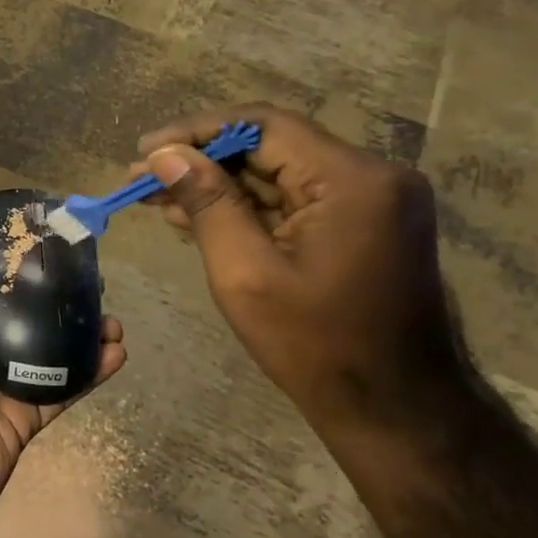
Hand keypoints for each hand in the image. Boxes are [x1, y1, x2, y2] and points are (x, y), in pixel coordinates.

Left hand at [0, 245, 125, 537]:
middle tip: (94, 283)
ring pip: (49, 350)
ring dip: (81, 334)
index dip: (15, 267)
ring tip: (113, 320)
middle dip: (56, 299)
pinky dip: (89, 373)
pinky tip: (117, 354)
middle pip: (22, 316)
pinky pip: (61, 389)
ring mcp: (1, 385)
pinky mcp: (23, 418)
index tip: (51, 246)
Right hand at [135, 105, 465, 433]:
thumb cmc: (316, 346)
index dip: (197, 132)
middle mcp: (372, 176)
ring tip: (156, 197)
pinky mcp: (364, 225)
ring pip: (279, 173)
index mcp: (352, 180)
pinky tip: (196, 215)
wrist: (395, 411)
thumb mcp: (246, 273)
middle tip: (141, 178)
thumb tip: (164, 156)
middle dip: (202, 160)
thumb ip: (206, 203)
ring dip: (219, 184)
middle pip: (271, 147)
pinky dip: (248, 206)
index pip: (263, 126)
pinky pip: (295, 200)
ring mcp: (373, 201)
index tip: (146, 151)